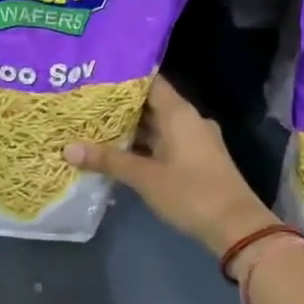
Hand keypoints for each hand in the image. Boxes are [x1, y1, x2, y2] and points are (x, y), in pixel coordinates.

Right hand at [64, 77, 274, 255]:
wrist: (235, 225)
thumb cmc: (190, 192)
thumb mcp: (144, 177)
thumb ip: (108, 160)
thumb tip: (67, 149)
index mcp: (179, 113)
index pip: (150, 82)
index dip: (123, 79)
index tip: (95, 78)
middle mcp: (189, 120)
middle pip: (151, 104)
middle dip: (120, 107)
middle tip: (86, 105)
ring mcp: (195, 140)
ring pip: (158, 126)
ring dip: (131, 129)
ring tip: (95, 128)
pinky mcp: (197, 159)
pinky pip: (165, 143)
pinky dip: (144, 146)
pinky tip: (120, 154)